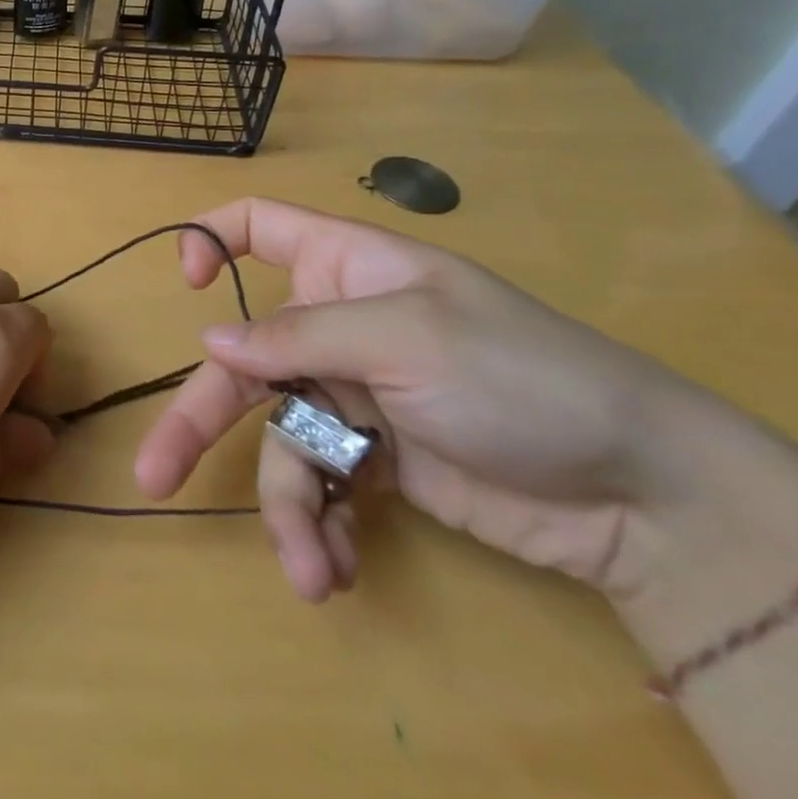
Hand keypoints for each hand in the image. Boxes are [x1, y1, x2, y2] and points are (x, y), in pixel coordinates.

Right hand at [134, 198, 722, 602]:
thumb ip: (299, 335)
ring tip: (309, 572)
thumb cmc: (519, 377)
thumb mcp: (405, 339)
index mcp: (344, 269)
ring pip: (279, 437)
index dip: (209, 240)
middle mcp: (336, 326)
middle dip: (199, 420)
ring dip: (287, 505)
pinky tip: (338, 569)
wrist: (643, 496)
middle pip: (243, 361)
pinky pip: (322, 484)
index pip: (258, 226)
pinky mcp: (376, 459)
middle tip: (154, 477)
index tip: (185, 286)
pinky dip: (323, 525)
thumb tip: (209, 341)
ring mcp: (353, 394)